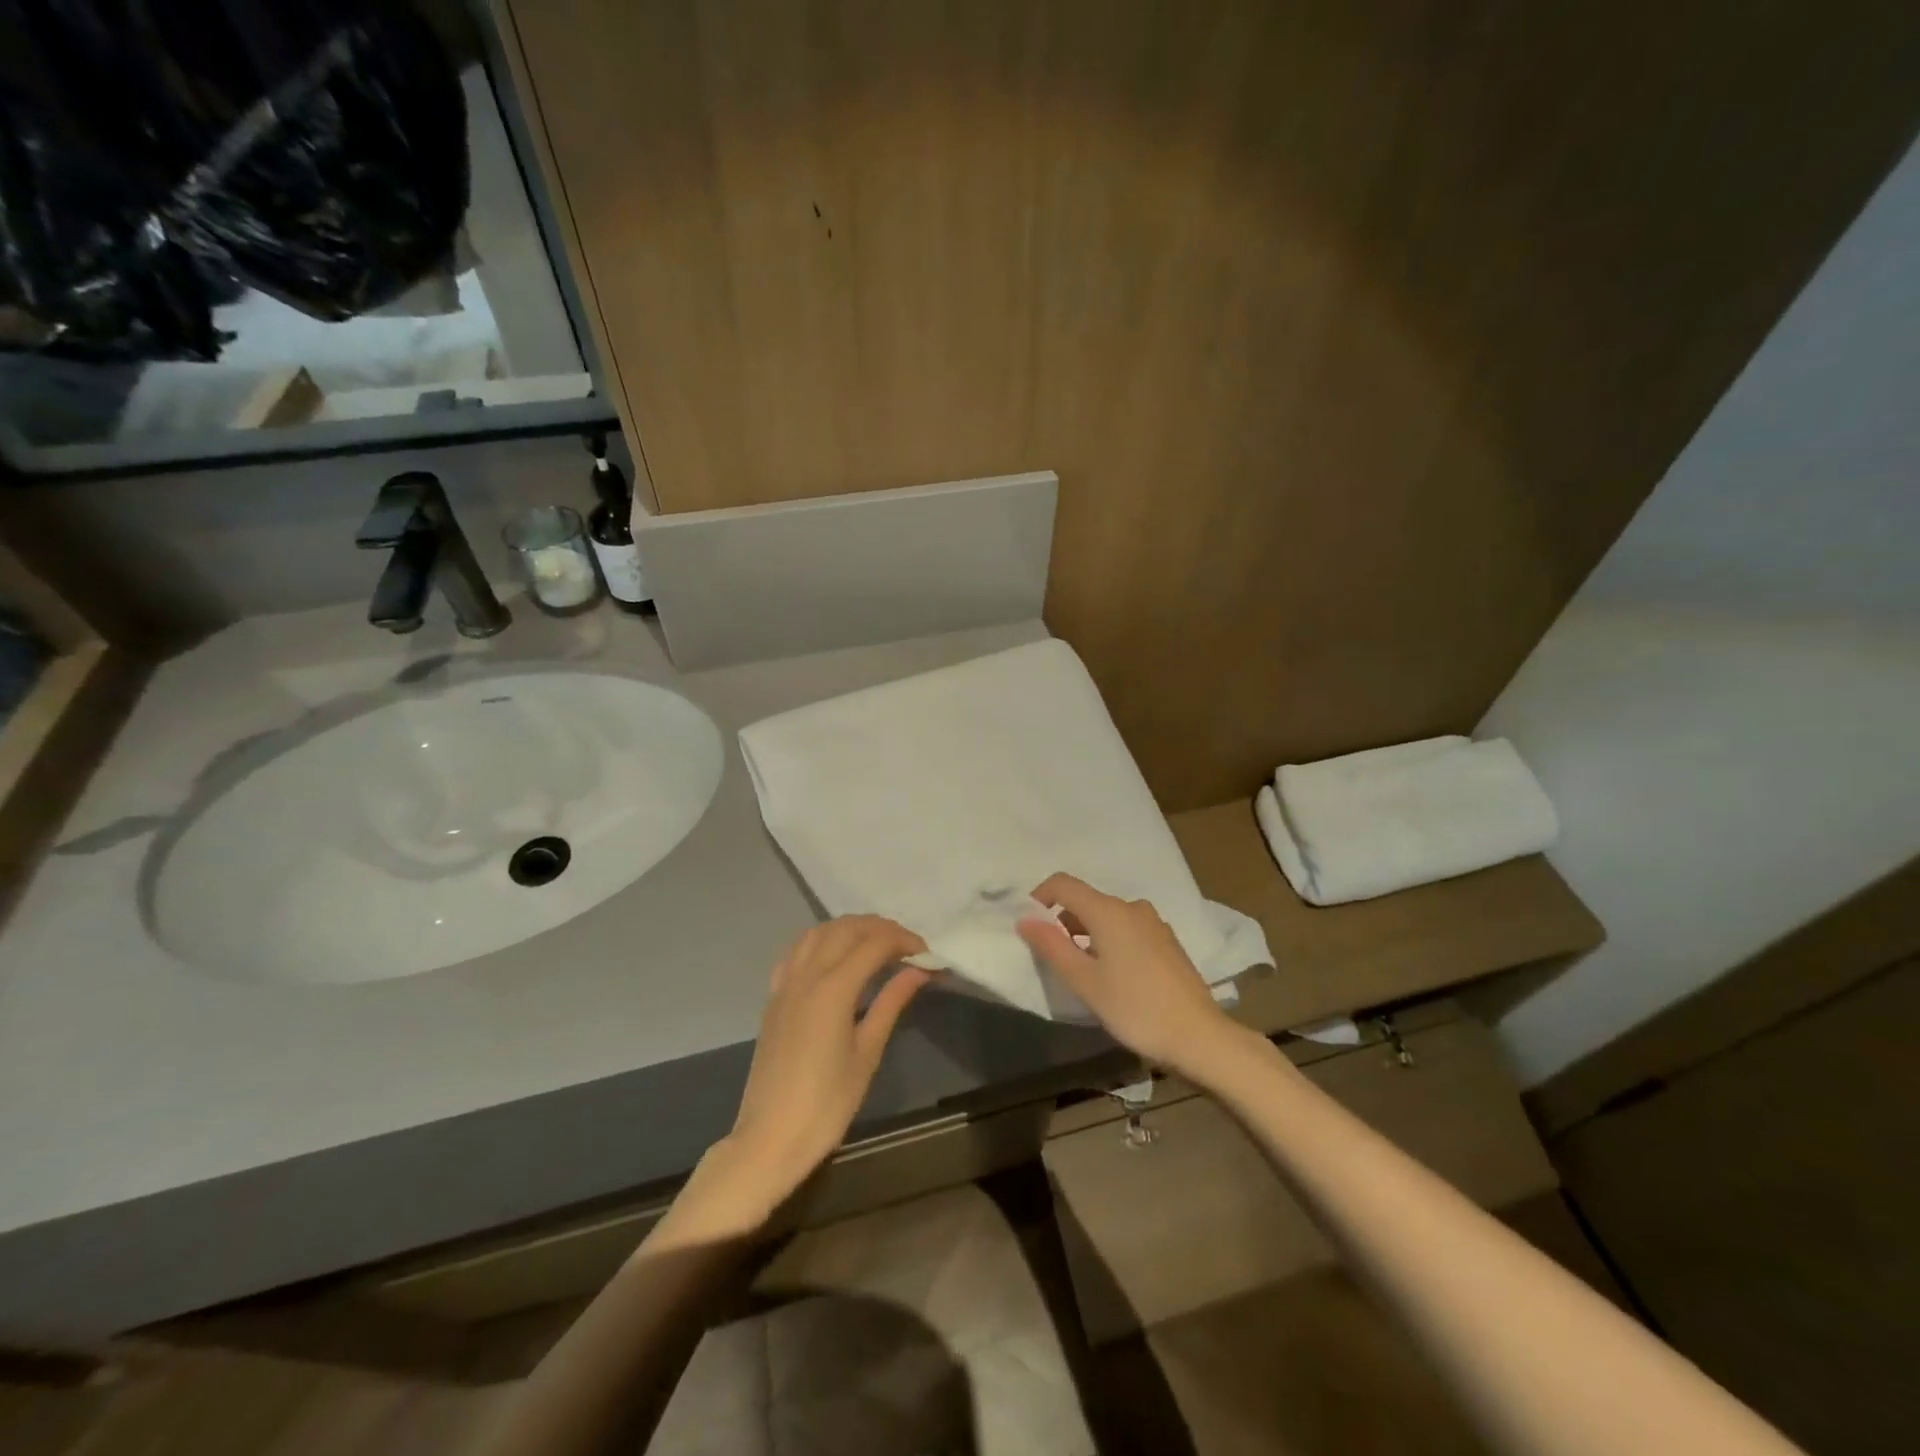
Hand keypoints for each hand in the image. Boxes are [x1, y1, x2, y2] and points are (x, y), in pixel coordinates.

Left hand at [689, 916, 929, 1233]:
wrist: (769, 1138)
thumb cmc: (826, 1104)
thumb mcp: (867, 1053)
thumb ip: (891, 1003)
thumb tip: (919, 970)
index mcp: (833, 988)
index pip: (874, 943)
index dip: (904, 941)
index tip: (927, 954)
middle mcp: (807, 975)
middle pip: (846, 929)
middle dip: (880, 928)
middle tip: (908, 946)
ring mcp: (786, 984)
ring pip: (819, 932)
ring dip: (850, 928)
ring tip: (876, 944)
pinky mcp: (774, 997)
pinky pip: (797, 951)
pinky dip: (821, 941)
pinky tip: (835, 957)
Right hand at [1017, 873, 1247, 1077]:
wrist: (1199, 1036)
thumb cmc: (1135, 1008)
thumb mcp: (1085, 981)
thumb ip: (1052, 946)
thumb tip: (1025, 920)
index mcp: (1108, 910)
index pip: (1063, 884)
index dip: (1039, 897)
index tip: (1029, 926)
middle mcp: (1132, 907)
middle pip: (1086, 900)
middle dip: (1062, 921)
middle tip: (1052, 957)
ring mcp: (1154, 923)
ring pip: (1108, 916)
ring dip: (1087, 933)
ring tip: (1081, 970)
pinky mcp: (1167, 941)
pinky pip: (1128, 929)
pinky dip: (1110, 941)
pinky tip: (1113, 975)